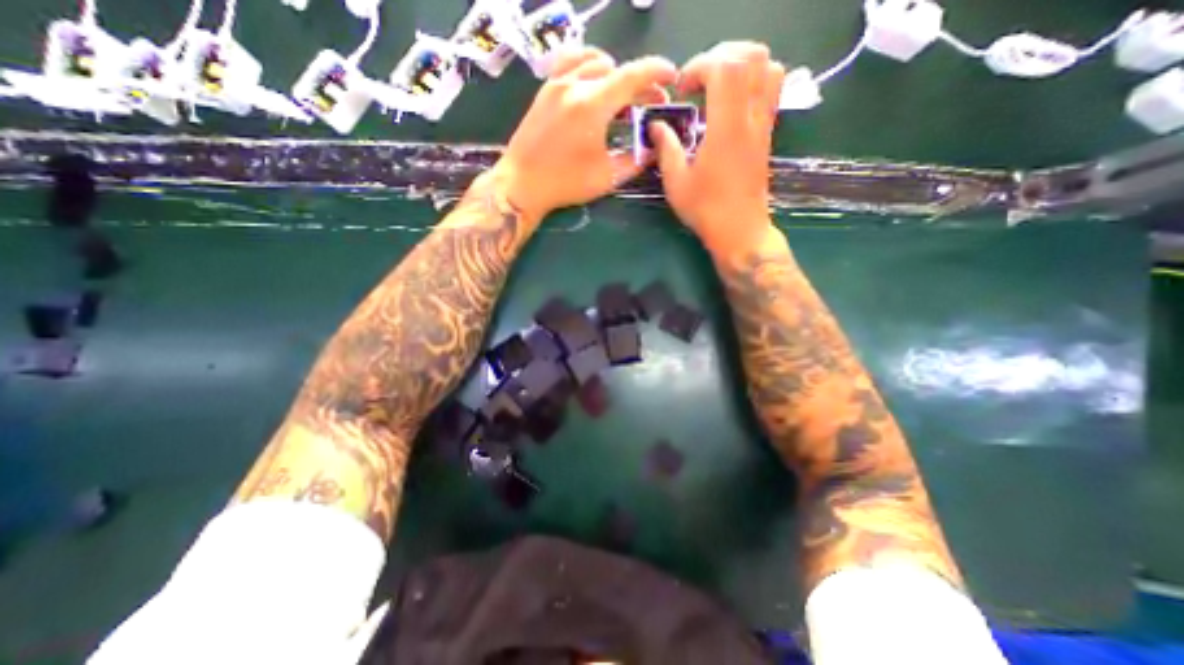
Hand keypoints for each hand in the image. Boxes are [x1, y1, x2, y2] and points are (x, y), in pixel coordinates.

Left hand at [489, 48, 674, 222]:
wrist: (522, 184)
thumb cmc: (565, 183)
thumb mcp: (607, 177)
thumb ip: (635, 159)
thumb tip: (652, 147)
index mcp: (592, 105)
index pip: (632, 75)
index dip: (656, 72)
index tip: (671, 76)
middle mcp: (575, 85)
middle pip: (616, 69)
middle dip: (638, 82)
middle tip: (649, 101)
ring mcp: (556, 84)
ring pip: (594, 61)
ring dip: (615, 73)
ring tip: (624, 93)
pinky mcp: (545, 90)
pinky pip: (571, 62)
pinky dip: (589, 65)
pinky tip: (593, 80)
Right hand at [646, 42, 784, 259]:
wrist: (739, 230)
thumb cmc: (705, 210)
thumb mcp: (676, 182)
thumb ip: (666, 148)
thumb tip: (656, 126)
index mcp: (726, 128)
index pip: (725, 66)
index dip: (700, 65)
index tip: (682, 90)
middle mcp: (751, 118)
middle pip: (751, 56)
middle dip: (720, 58)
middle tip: (698, 82)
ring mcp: (764, 125)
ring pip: (768, 68)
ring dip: (741, 66)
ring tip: (716, 86)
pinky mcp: (767, 134)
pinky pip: (771, 89)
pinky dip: (753, 81)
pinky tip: (730, 104)